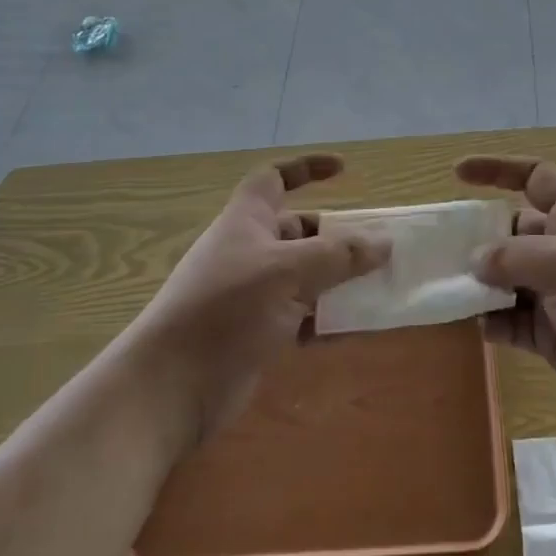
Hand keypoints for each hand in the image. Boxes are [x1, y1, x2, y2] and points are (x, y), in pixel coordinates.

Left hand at [130, 154, 386, 449]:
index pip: (276, 177)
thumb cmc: (228, 309)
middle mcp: (249, 250)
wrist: (171, 387)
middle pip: (300, 231)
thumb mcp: (289, 272)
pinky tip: (355, 329)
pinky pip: (300, 314)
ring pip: (305, 276)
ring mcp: (251, 293)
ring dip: (338, 281)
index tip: (344, 170)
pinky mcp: (256, 331)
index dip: (307, 168)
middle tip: (378, 249)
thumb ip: (339, 256)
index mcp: (248, 220)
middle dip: (337, 238)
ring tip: (379, 289)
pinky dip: (326, 318)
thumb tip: (384, 243)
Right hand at [457, 155, 555, 432]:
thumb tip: (474, 259)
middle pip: (512, 231)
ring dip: (477, 281)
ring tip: (441, 286)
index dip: (498, 170)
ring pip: (506, 278)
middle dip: (478, 235)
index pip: (535, 177)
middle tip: (435, 246)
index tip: (457, 173)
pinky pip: (510, 320)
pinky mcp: (551, 335)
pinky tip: (467, 323)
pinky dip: (488, 320)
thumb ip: (518, 257)